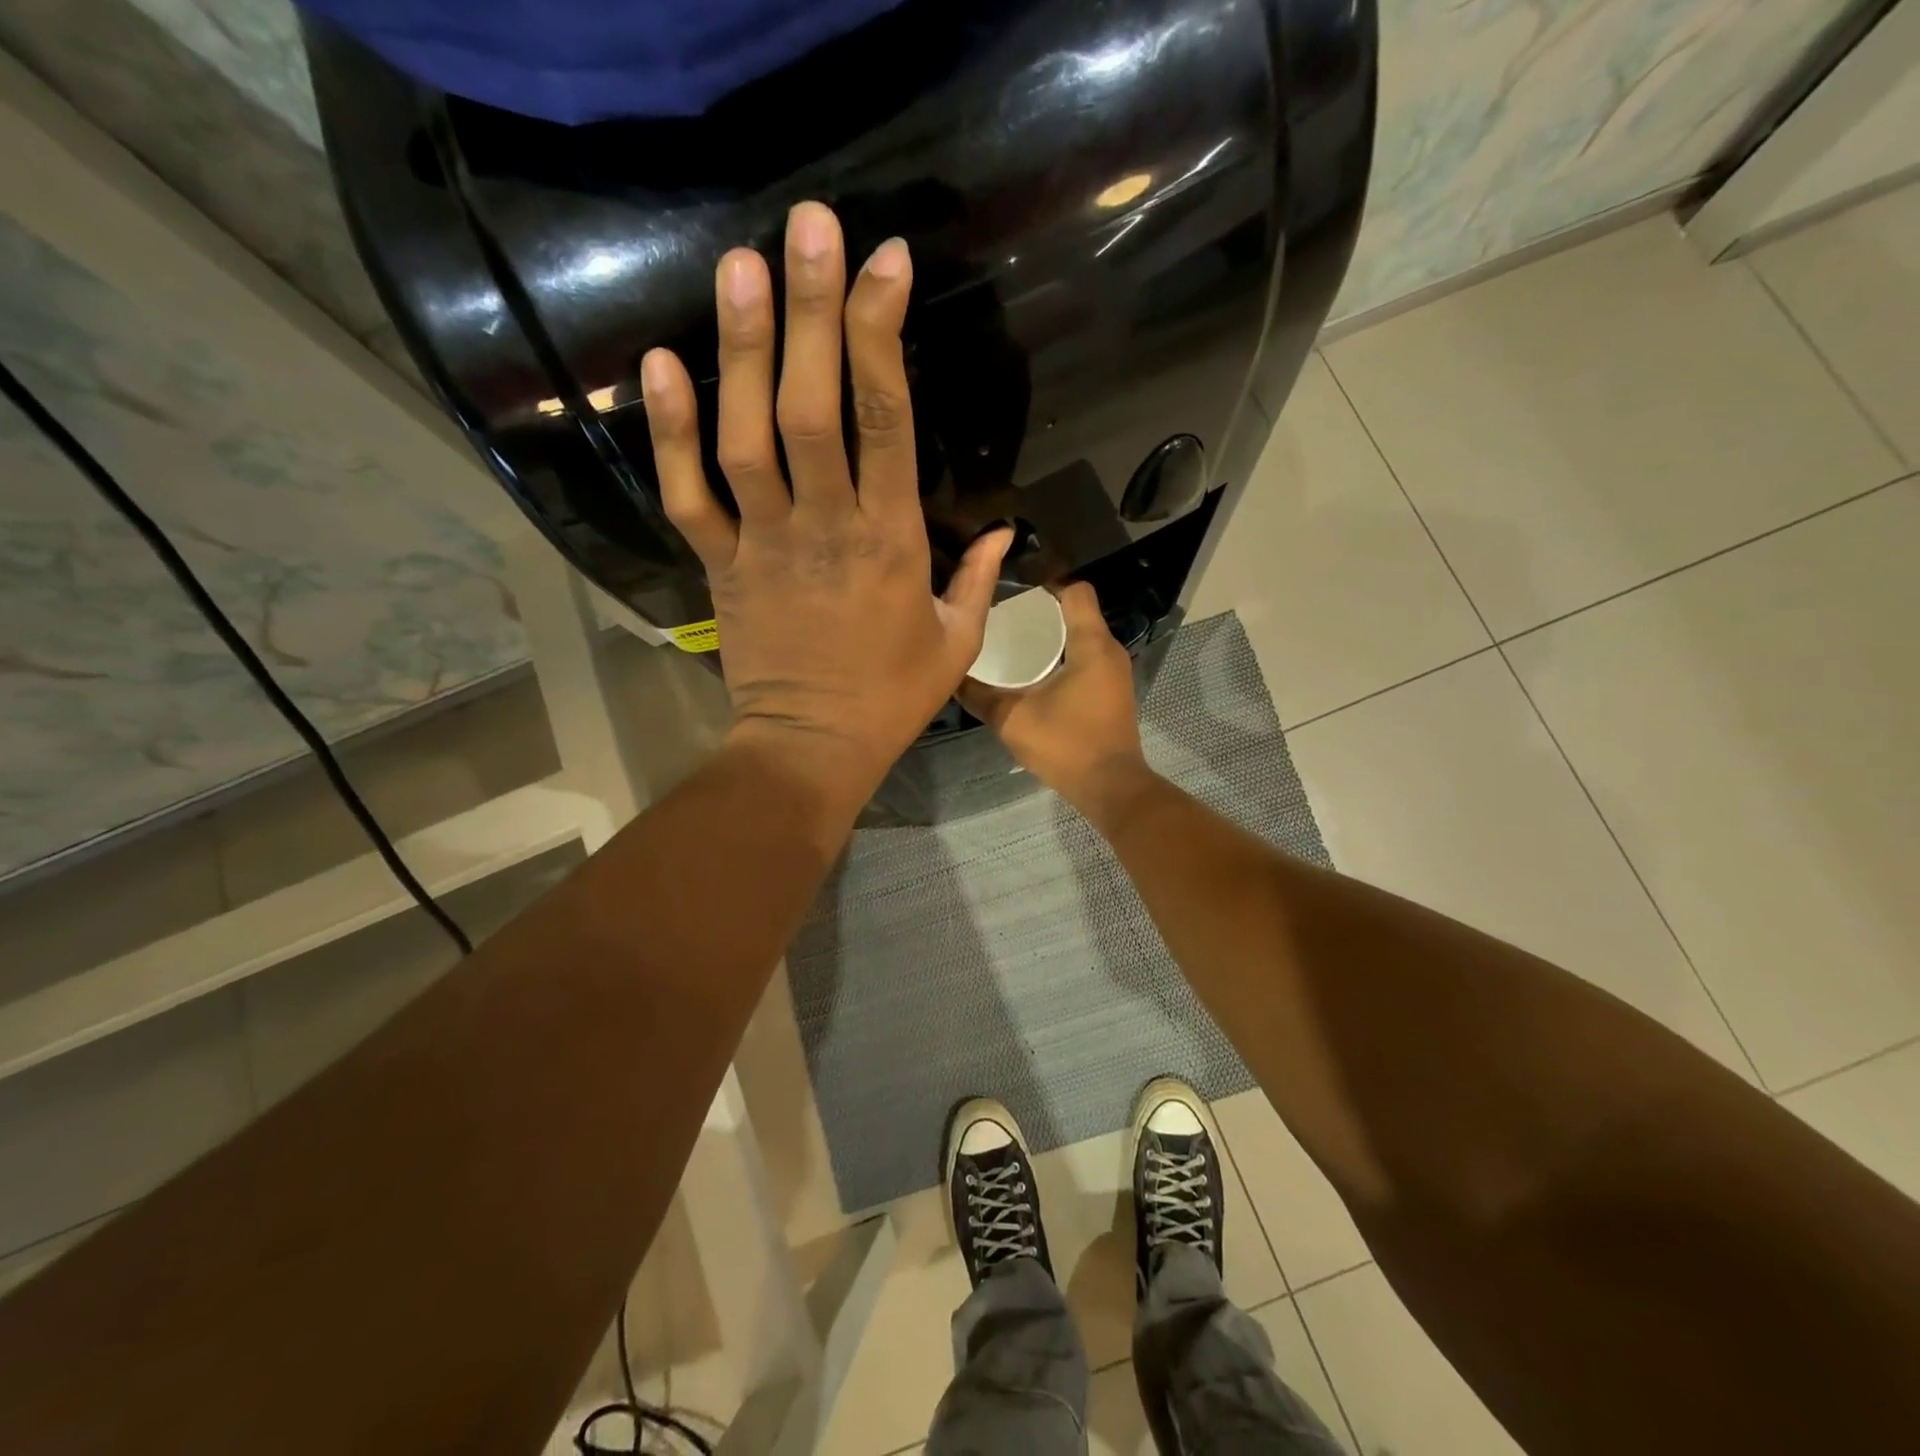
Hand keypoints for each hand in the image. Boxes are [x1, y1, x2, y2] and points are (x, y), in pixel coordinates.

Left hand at [642, 203, 1011, 799]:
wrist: (810, 748)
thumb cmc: (891, 699)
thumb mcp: (956, 645)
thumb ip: (979, 581)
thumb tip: (1006, 531)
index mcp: (890, 542)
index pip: (887, 425)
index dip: (883, 338)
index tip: (886, 263)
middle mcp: (824, 528)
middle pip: (813, 410)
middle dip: (813, 313)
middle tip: (806, 225)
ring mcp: (764, 544)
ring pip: (746, 439)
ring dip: (742, 351)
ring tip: (737, 265)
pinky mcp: (721, 565)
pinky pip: (688, 495)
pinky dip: (671, 432)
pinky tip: (662, 361)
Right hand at [957, 582, 1155, 821]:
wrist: (1110, 787)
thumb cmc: (1066, 745)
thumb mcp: (1013, 719)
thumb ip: (980, 696)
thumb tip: (950, 675)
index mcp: (1091, 644)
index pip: (1076, 590)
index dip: (1047, 581)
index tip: (1014, 587)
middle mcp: (1109, 650)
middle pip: (1079, 611)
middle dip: (1044, 609)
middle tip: (1005, 614)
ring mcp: (1115, 672)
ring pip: (1084, 635)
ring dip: (1054, 633)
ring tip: (1015, 639)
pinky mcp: (1113, 691)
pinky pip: (1088, 657)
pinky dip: (1065, 654)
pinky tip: (1037, 670)